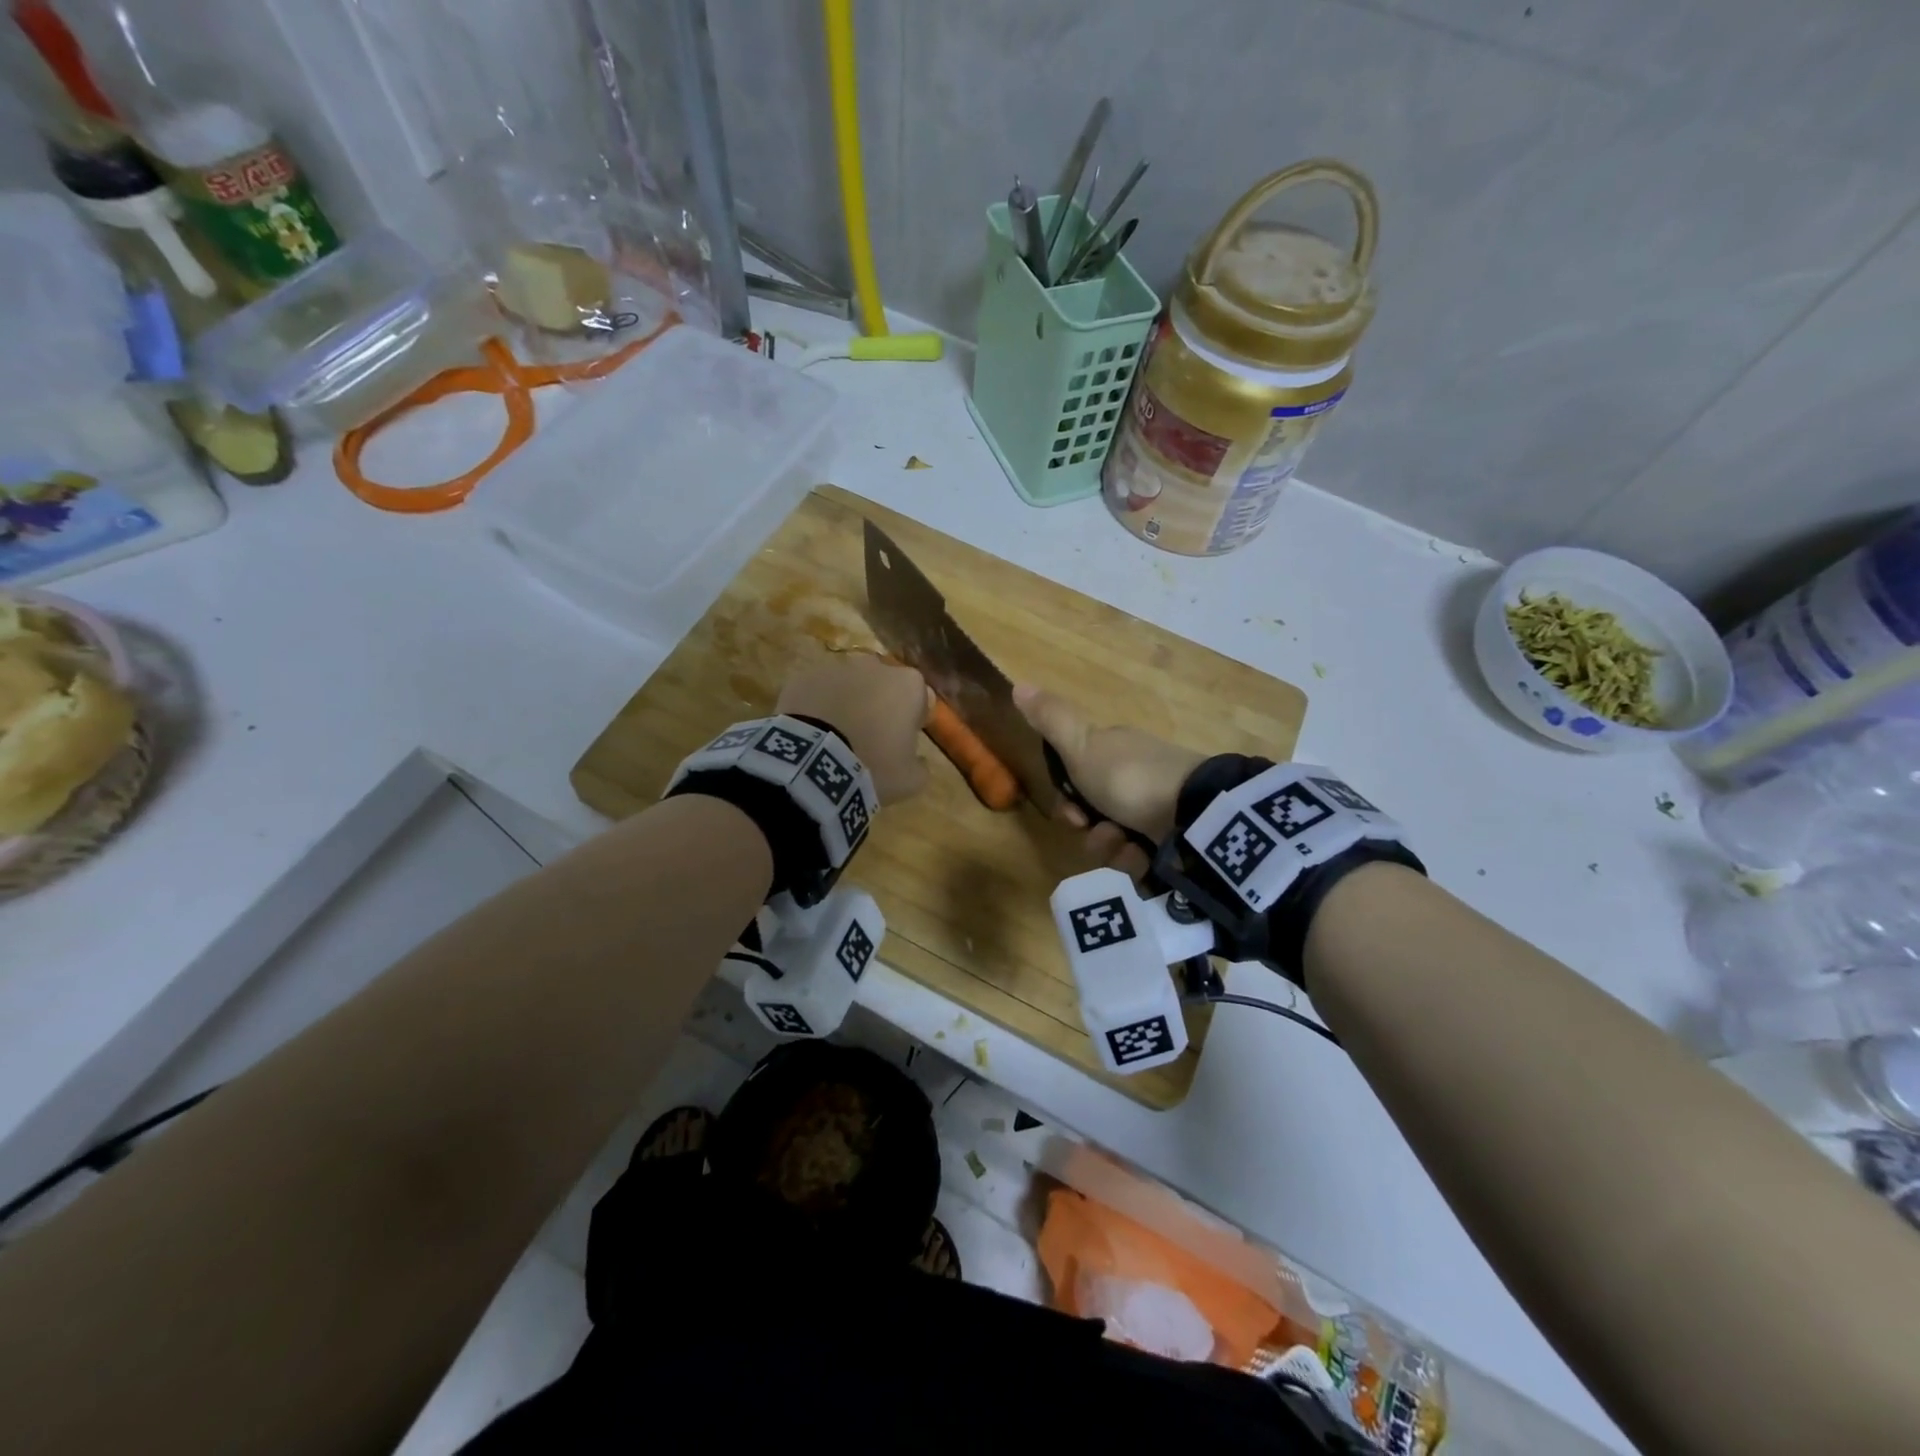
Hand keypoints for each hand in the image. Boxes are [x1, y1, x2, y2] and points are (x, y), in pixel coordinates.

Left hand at [778, 656, 933, 804]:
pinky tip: (813, 733)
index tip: (904, 742)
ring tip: (837, 737)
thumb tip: (917, 761)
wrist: (812, 764)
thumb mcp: (911, 780)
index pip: (922, 698)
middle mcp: (876, 666)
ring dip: (849, 703)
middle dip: (881, 706)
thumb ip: (920, 766)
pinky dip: (819, 706)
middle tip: (871, 739)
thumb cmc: (873, 767)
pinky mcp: (804, 677)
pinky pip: (819, 691)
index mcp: (908, 685)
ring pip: (850, 685)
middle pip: (885, 686)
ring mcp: (836, 668)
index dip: (914, 720)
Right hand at [1014, 685, 1204, 867]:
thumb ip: (1051, 720)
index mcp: (1116, 752)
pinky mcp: (1176, 840)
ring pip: (1116, 840)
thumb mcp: (1082, 745)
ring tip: (1124, 846)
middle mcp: (1136, 778)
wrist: (1193, 812)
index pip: (1079, 778)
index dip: (1067, 800)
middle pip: (1095, 814)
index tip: (1069, 812)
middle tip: (1091, 830)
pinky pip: (1142, 858)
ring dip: (1111, 848)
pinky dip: (1137, 860)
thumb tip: (1018, 684)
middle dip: (1089, 829)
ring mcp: (1158, 810)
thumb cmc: (1129, 776)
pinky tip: (1143, 857)